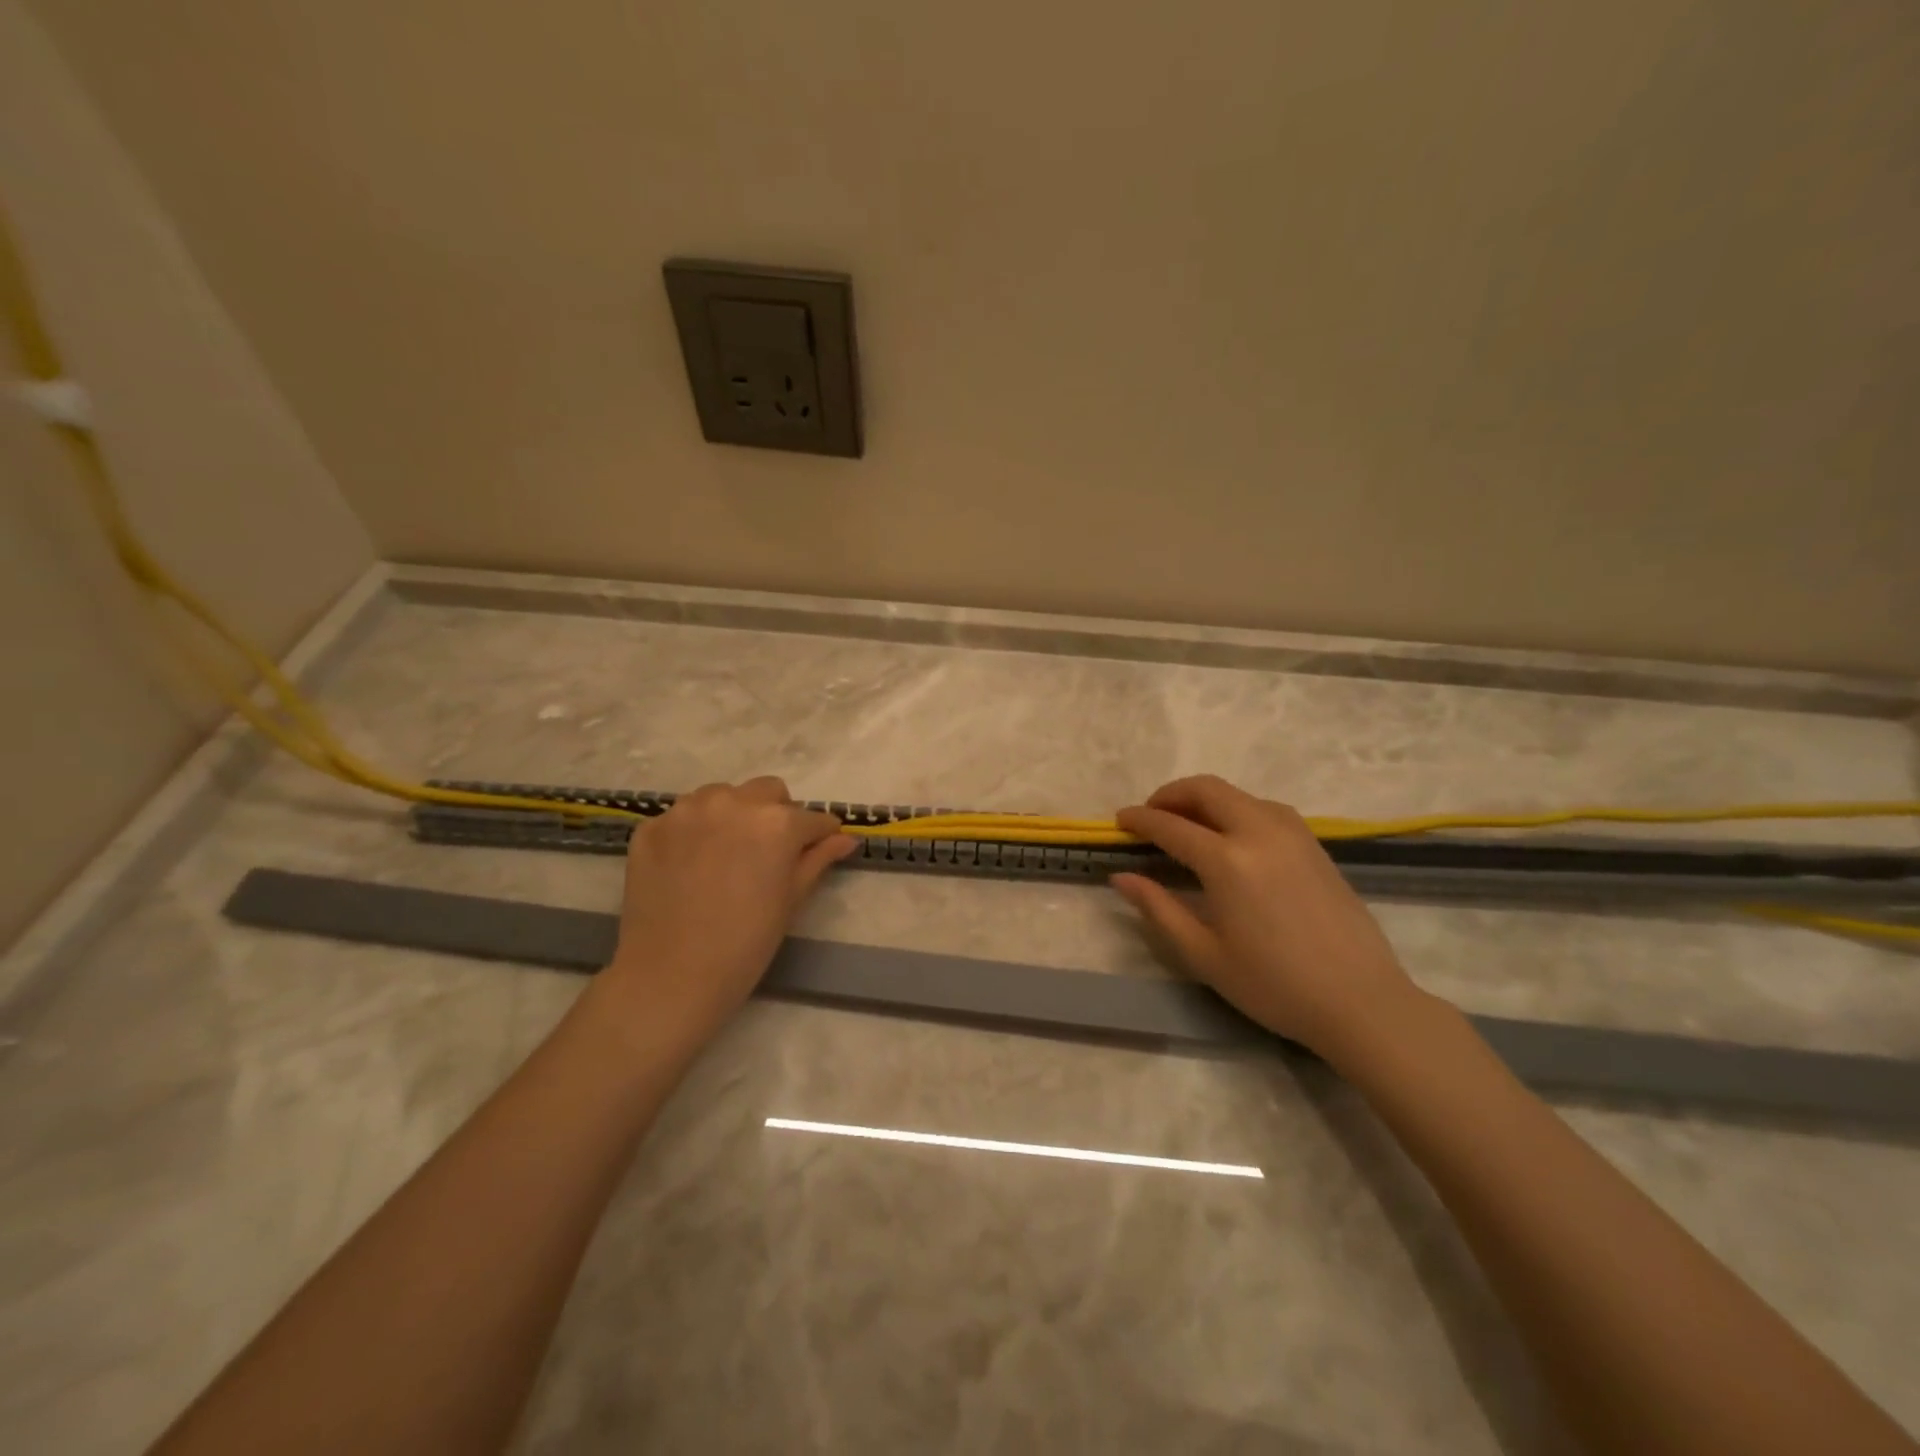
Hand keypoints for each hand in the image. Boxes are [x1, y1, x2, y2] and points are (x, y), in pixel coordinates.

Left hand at [600, 777, 855, 1050]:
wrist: (671, 976)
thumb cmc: (746, 943)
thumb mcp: (792, 899)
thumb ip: (818, 859)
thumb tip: (845, 838)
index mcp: (776, 822)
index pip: (812, 818)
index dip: (819, 835)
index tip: (818, 848)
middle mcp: (733, 802)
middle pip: (768, 792)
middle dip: (776, 814)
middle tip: (769, 852)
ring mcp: (687, 811)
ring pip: (722, 795)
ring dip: (733, 815)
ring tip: (726, 854)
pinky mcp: (652, 826)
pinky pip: (683, 817)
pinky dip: (694, 832)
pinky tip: (690, 865)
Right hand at [1112, 775, 1428, 1063]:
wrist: (1360, 1001)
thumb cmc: (1274, 985)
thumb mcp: (1204, 955)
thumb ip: (1159, 909)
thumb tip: (1121, 877)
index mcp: (1228, 861)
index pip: (1171, 826)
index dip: (1140, 820)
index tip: (1118, 821)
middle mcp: (1259, 833)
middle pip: (1206, 790)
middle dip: (1170, 795)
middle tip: (1150, 815)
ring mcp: (1292, 834)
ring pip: (1238, 794)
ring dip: (1204, 798)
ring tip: (1186, 824)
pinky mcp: (1314, 844)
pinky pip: (1265, 807)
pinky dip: (1236, 807)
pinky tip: (1230, 835)